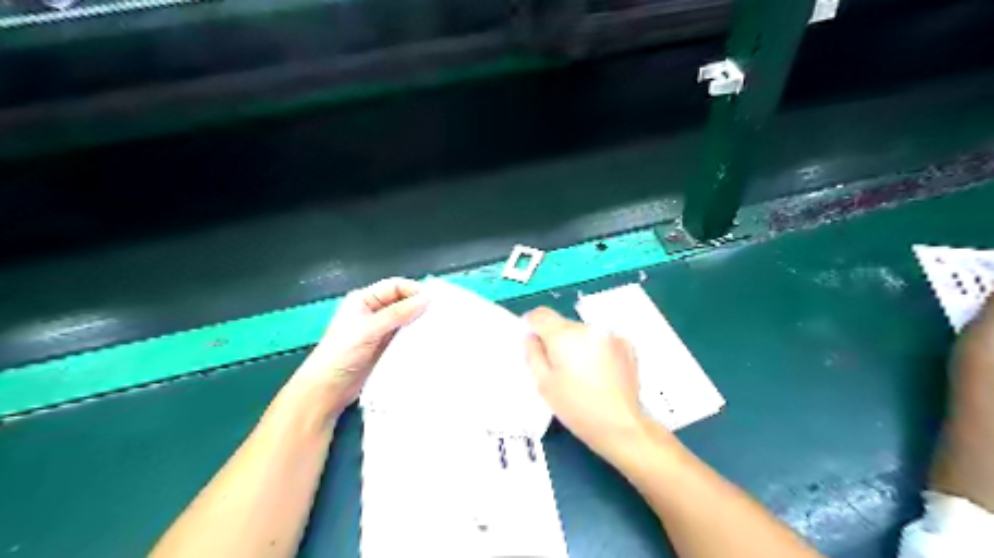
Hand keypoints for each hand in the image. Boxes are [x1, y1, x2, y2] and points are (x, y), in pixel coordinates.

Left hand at [287, 277, 427, 417]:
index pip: (395, 286)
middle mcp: (373, 311)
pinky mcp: (386, 348)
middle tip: (441, 314)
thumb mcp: (369, 329)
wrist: (327, 390)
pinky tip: (429, 341)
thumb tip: (428, 298)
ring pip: (406, 320)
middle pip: (402, 302)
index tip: (434, 301)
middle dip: (420, 306)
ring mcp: (380, 330)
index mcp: (364, 300)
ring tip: (439, 328)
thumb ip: (398, 313)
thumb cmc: (342, 354)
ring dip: (420, 322)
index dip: (414, 290)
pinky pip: (405, 337)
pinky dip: (416, 337)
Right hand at [523, 306, 649, 457]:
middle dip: (557, 340)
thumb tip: (532, 336)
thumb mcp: (544, 384)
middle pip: (564, 324)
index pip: (541, 315)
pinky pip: (602, 340)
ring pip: (583, 332)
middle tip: (559, 368)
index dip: (532, 325)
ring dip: (578, 344)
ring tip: (583, 373)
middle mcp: (589, 328)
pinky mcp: (627, 344)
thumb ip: (533, 353)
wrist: (621, 426)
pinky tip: (601, 373)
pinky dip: (597, 350)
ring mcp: (611, 334)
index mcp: (565, 335)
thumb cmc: (576, 408)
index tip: (534, 342)